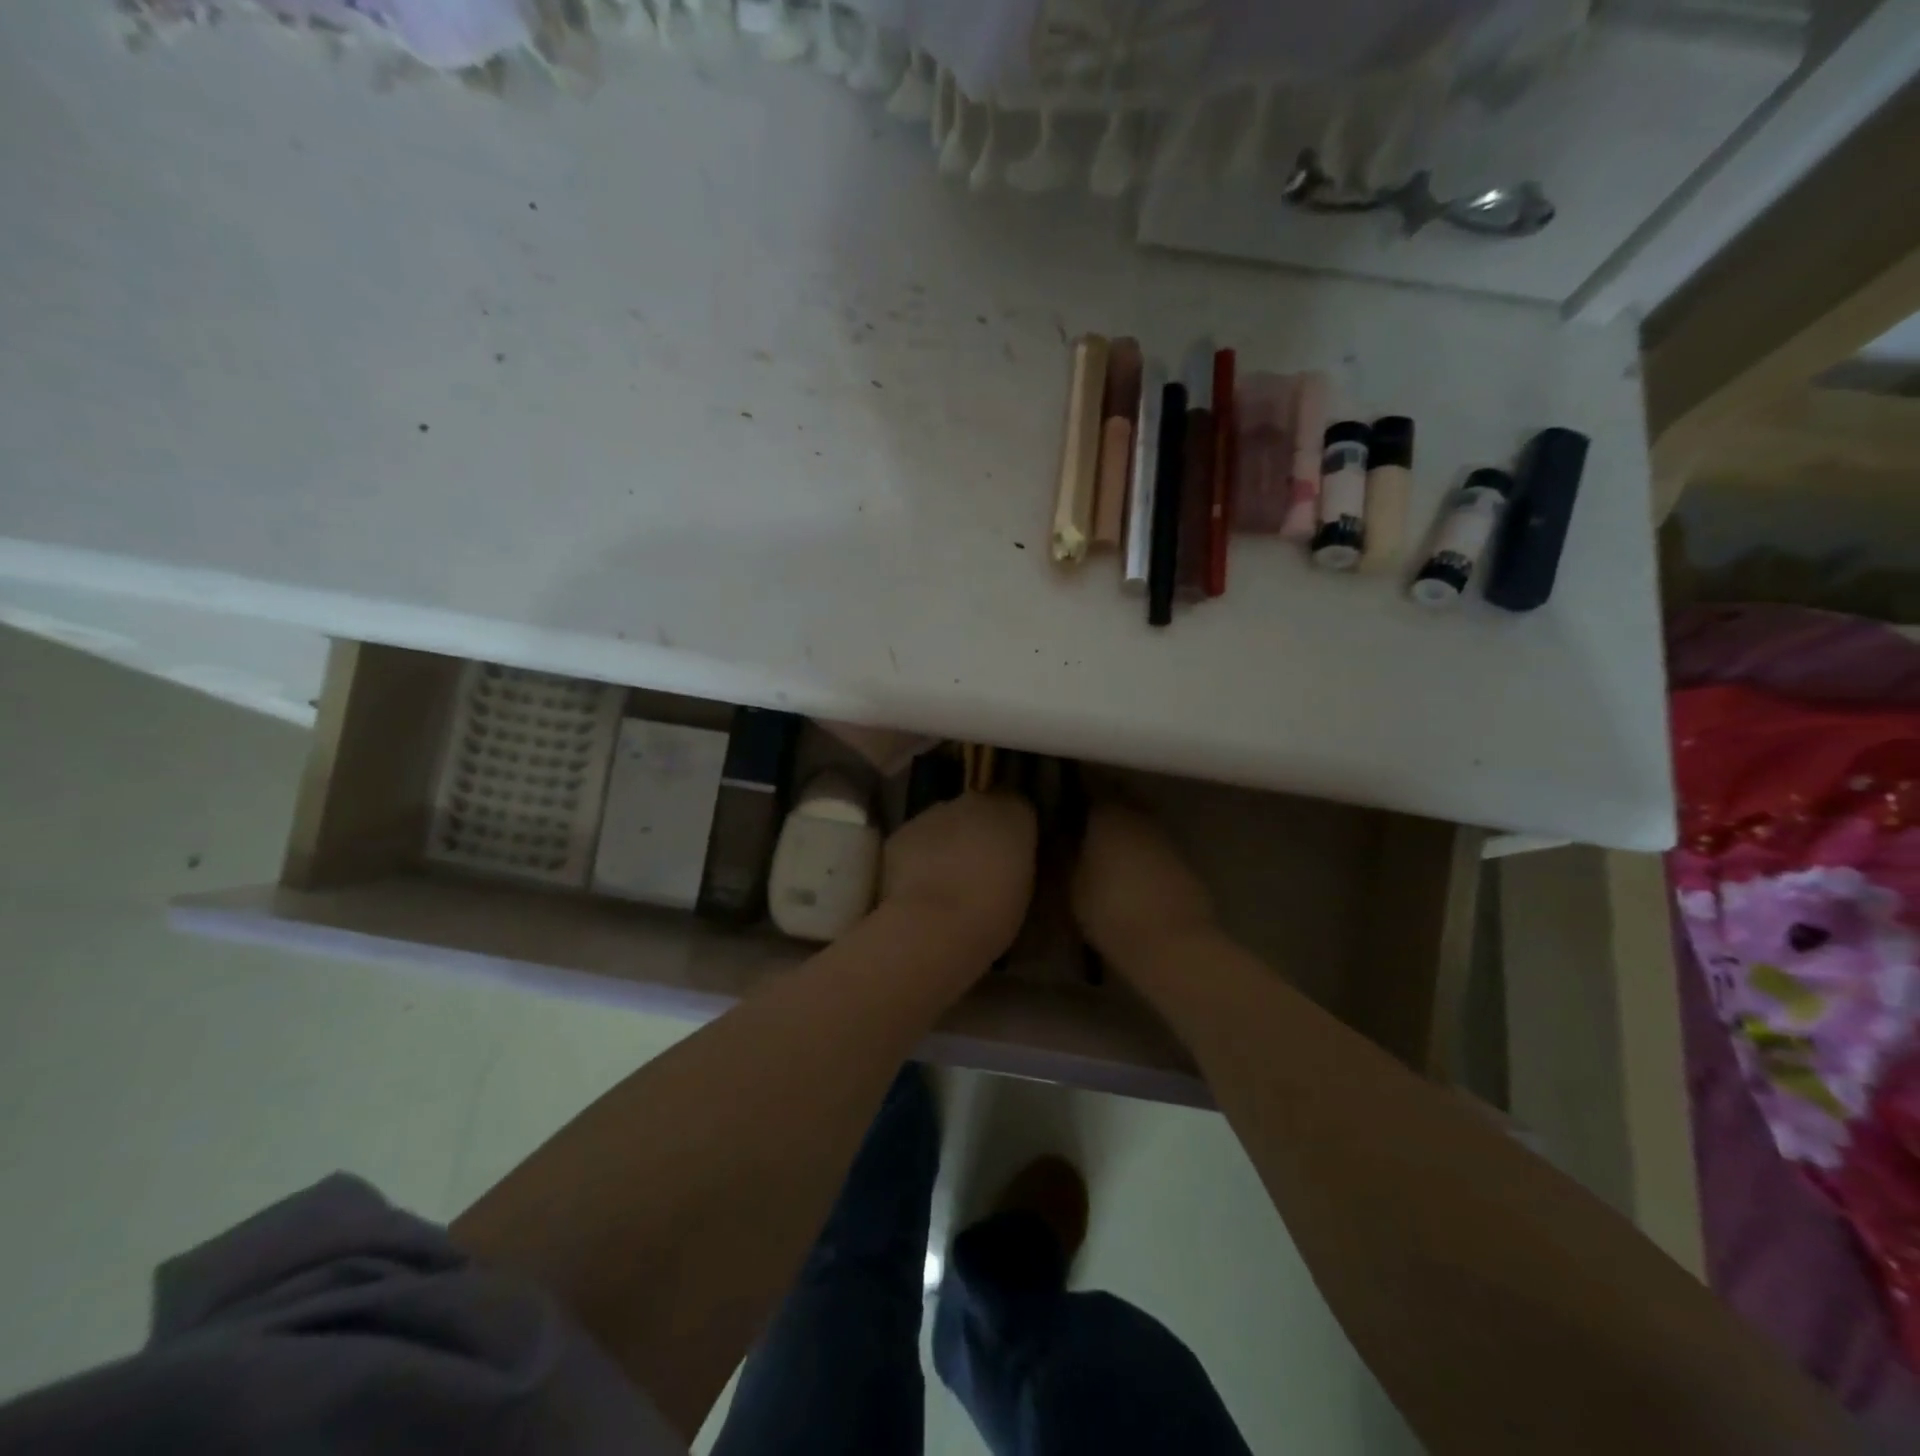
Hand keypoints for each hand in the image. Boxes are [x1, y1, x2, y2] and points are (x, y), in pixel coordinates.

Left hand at [881, 790, 1037, 959]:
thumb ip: (1013, 861)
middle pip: (977, 810)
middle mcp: (974, 803)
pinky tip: (917, 885)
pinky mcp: (903, 832)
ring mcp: (934, 814)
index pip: (1016, 807)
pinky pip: (915, 840)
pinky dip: (916, 856)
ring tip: (943, 880)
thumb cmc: (993, 914)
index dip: (1009, 830)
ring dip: (945, 843)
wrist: (935, 923)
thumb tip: (1004, 858)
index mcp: (1014, 815)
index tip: (1007, 854)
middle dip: (975, 832)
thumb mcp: (1022, 889)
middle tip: (975, 869)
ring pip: (942, 823)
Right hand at [1072, 801, 1215, 965]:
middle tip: (1083, 831)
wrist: (1173, 943)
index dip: (1077, 798)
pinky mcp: (1185, 863)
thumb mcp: (1072, 886)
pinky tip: (1131, 876)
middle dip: (1104, 812)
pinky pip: (1155, 848)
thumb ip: (1066, 855)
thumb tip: (1062, 838)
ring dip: (1126, 834)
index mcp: (1109, 813)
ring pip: (1140, 825)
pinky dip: (1143, 855)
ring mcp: (1166, 838)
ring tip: (1106, 856)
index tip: (1063, 809)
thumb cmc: (1111, 910)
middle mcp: (1140, 816)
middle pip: (1120, 802)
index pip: (1090, 789)